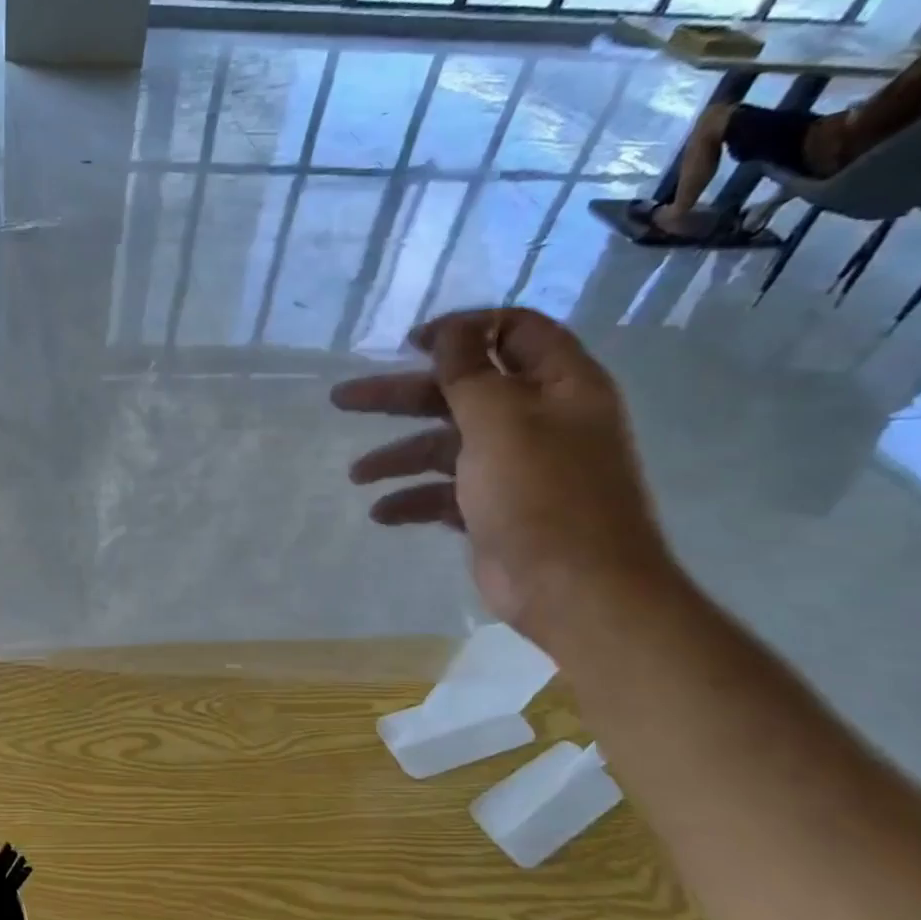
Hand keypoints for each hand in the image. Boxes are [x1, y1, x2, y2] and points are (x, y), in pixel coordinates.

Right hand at [331, 308, 678, 646]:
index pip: (514, 332)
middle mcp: (539, 420)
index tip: (409, 343)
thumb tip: (450, 329)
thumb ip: (469, 370)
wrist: (576, 590)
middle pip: (462, 390)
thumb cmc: (541, 493)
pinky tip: (382, 513)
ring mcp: (516, 468)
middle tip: (344, 398)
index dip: (463, 330)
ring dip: (398, 455)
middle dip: (401, 395)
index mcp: (558, 386)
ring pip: (446, 445)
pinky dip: (414, 498)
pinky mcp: (495, 509)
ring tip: (356, 474)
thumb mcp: (500, 419)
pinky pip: (445, 492)